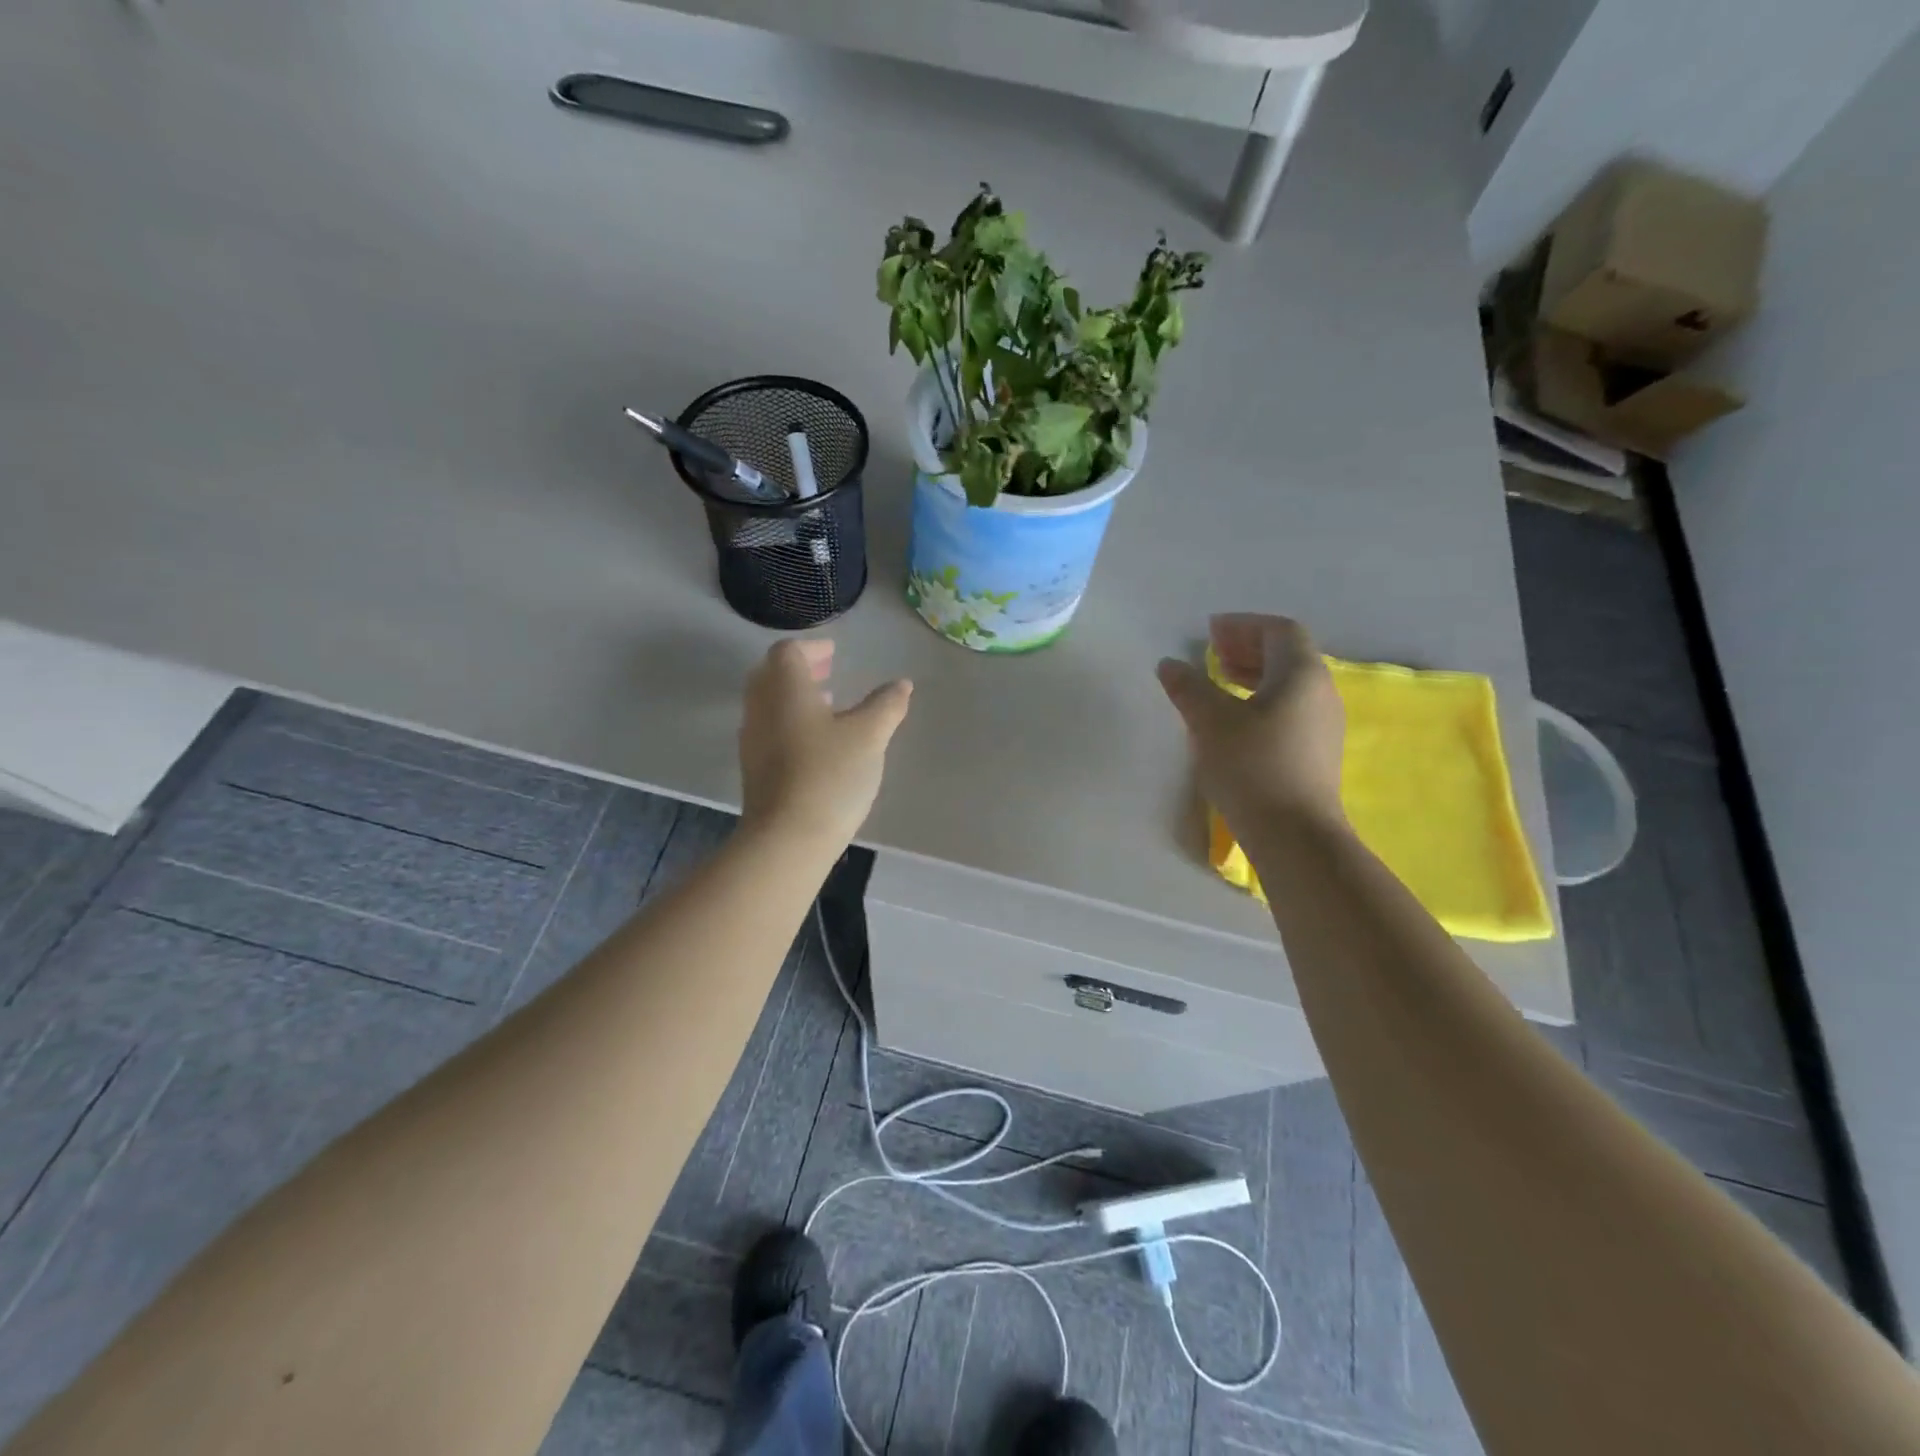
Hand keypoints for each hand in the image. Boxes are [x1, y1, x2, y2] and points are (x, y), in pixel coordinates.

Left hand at [739, 639, 912, 849]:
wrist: (787, 838)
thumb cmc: (830, 775)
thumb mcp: (869, 736)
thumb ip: (886, 705)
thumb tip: (902, 684)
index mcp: (785, 689)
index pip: (788, 652)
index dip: (811, 648)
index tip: (834, 653)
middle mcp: (761, 708)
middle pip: (771, 675)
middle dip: (800, 670)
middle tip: (828, 673)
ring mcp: (753, 742)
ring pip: (768, 705)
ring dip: (794, 698)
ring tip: (828, 707)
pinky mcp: (755, 771)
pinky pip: (769, 731)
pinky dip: (790, 723)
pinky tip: (817, 745)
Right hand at [1156, 614, 1345, 830]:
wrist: (1294, 836)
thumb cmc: (1252, 767)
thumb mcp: (1210, 722)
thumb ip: (1188, 687)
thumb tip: (1170, 664)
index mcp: (1302, 674)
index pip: (1279, 630)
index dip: (1243, 625)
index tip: (1210, 632)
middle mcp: (1321, 692)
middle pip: (1287, 654)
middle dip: (1247, 648)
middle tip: (1211, 653)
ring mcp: (1323, 724)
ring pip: (1288, 684)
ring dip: (1253, 674)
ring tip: (1219, 682)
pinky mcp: (1317, 752)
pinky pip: (1289, 708)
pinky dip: (1261, 699)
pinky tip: (1235, 719)